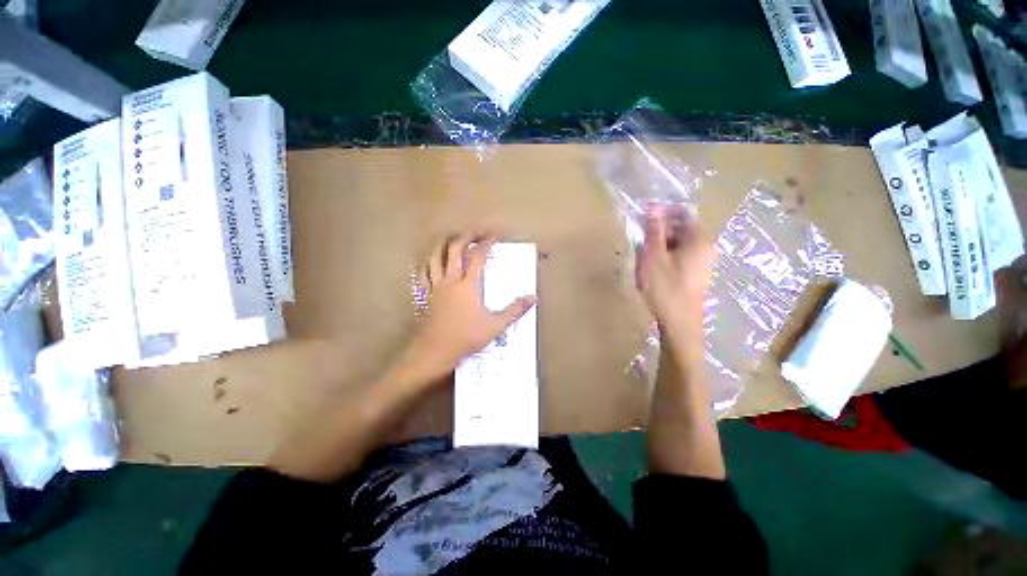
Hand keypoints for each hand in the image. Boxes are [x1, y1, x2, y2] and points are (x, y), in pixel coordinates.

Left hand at [402, 233, 535, 385]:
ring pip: (435, 258)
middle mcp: (450, 280)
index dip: (486, 243)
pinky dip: (427, 263)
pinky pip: (423, 274)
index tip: (495, 234)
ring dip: (443, 244)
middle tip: (475, 231)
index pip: (478, 257)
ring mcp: (435, 287)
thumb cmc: (466, 338)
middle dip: (465, 237)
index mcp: (467, 285)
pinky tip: (429, 261)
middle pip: (454, 250)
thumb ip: (515, 310)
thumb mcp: (496, 326)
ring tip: (450, 238)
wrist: (435, 351)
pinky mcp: (426, 295)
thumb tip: (533, 298)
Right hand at [636, 204, 715, 340]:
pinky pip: (681, 255)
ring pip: (679, 243)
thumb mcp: (654, 256)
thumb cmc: (665, 288)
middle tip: (640, 237)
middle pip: (682, 228)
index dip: (663, 212)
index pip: (683, 214)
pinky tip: (653, 266)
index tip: (644, 215)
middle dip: (660, 229)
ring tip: (643, 253)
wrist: (679, 323)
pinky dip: (666, 255)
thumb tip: (655, 207)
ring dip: (661, 243)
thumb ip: (654, 231)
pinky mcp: (696, 274)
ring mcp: (703, 262)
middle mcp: (706, 247)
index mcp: (699, 240)